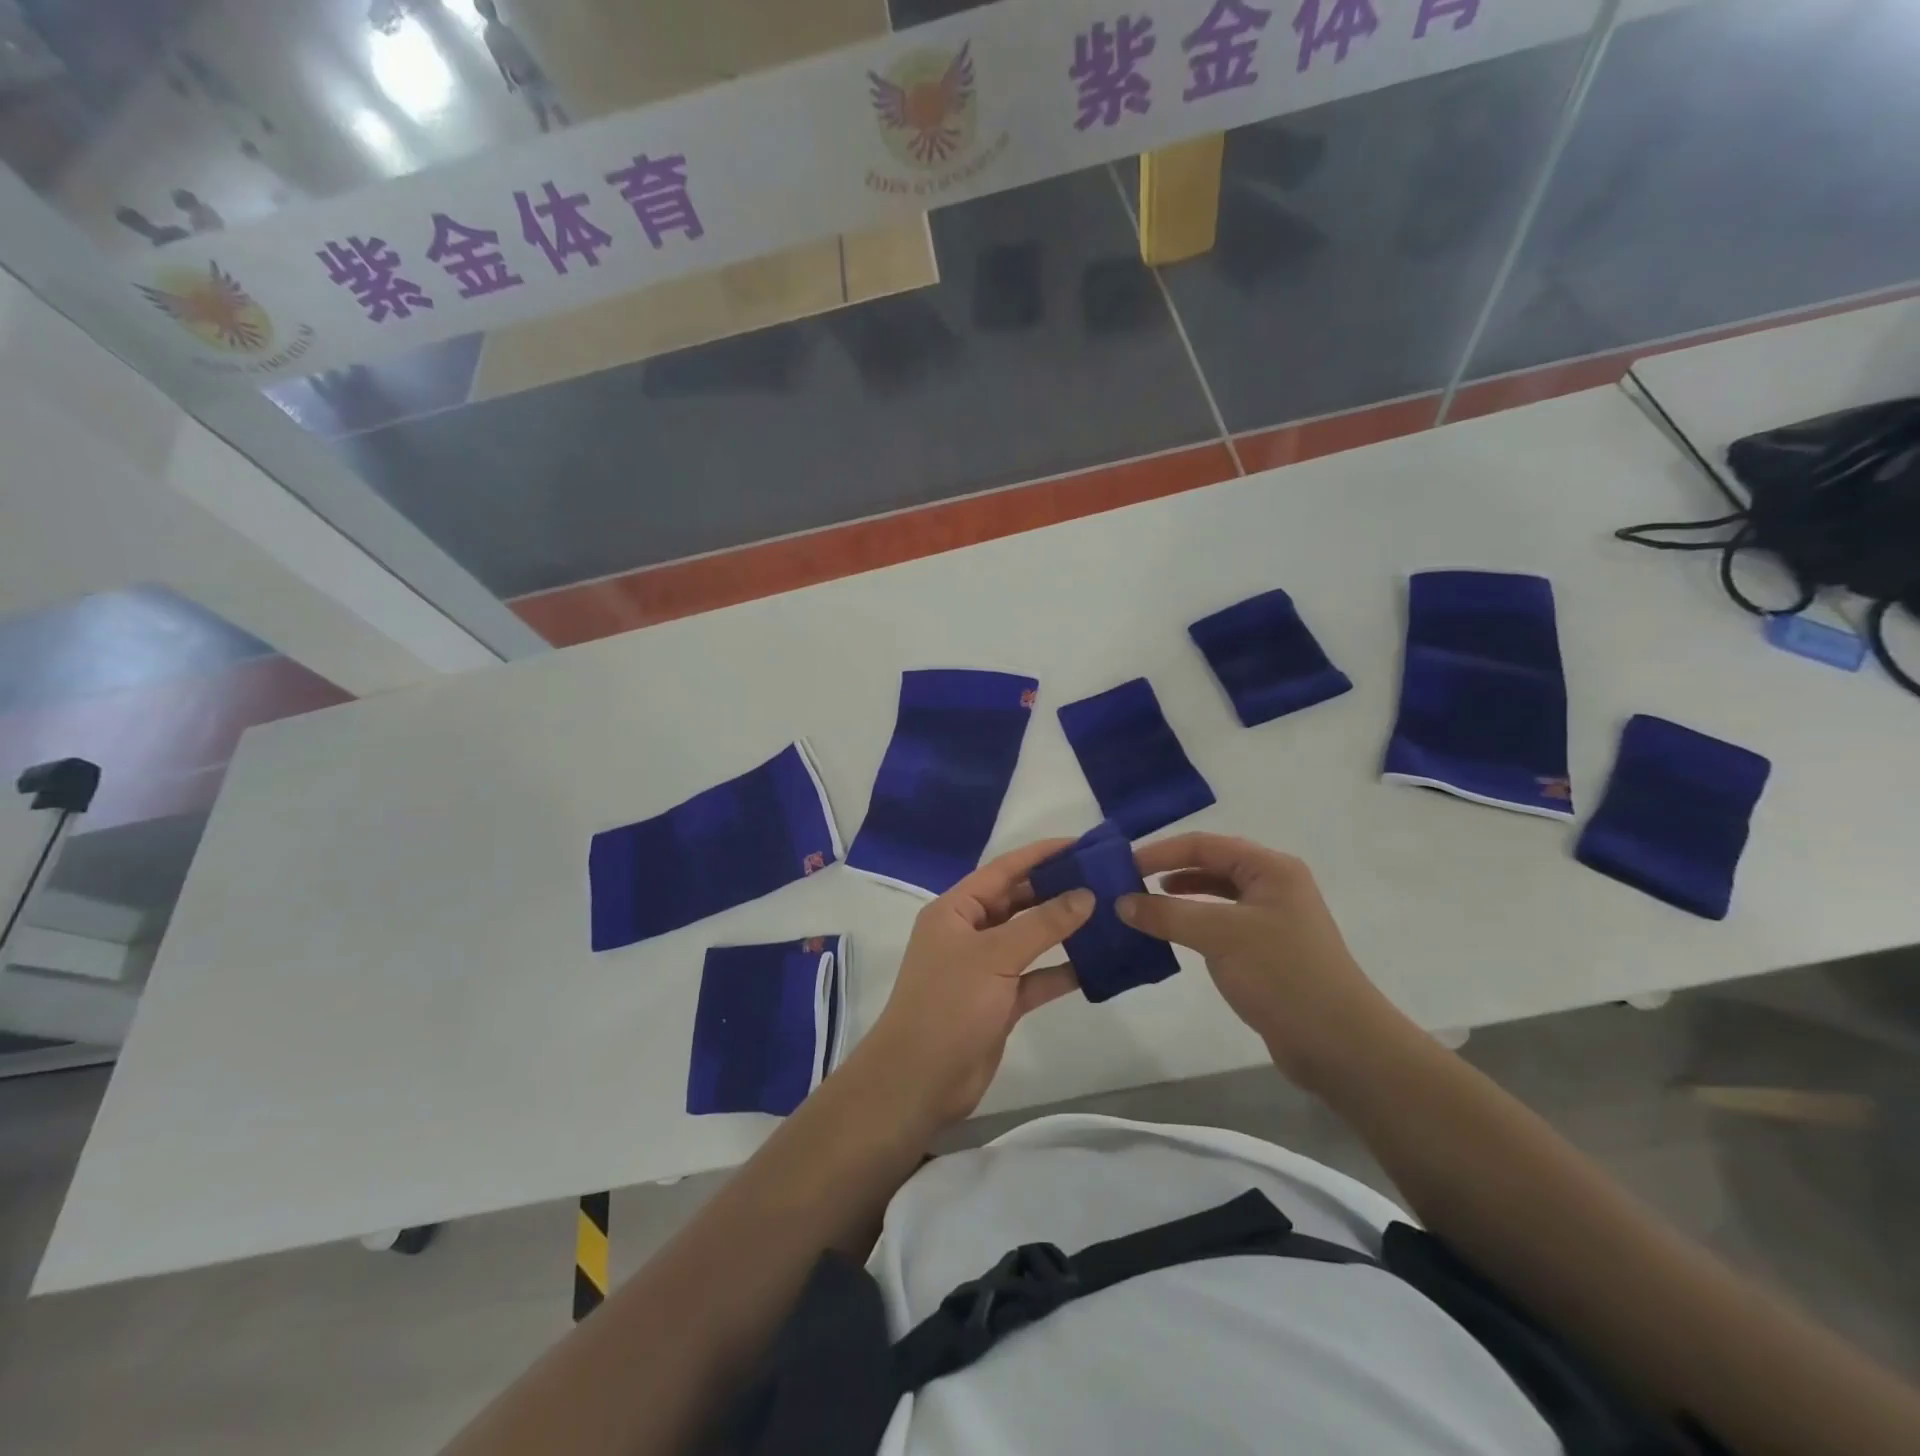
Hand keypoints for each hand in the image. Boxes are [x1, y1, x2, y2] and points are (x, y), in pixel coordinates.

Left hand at [858, 840, 1093, 1127]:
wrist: (919, 1080)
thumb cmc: (949, 1004)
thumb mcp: (995, 955)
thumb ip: (1042, 924)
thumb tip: (1085, 893)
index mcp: (955, 910)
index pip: (1003, 870)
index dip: (1040, 855)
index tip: (1081, 844)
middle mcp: (968, 933)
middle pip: (1017, 902)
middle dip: (1056, 890)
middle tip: (1103, 879)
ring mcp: (984, 969)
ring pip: (1029, 940)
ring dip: (1062, 930)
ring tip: (1107, 915)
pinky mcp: (999, 1002)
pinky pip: (1035, 978)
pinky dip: (1060, 971)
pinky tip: (1096, 965)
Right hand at [1118, 833, 1415, 1089]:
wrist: (1340, 1045)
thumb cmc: (1281, 975)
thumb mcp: (1219, 936)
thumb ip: (1167, 914)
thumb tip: (1121, 902)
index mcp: (1270, 868)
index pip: (1204, 845)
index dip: (1160, 852)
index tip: (1121, 866)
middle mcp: (1273, 885)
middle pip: (1210, 865)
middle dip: (1168, 871)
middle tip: (1126, 884)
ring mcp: (1272, 919)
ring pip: (1215, 896)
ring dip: (1179, 898)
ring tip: (1143, 907)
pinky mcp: (1268, 951)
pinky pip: (1221, 924)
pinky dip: (1193, 924)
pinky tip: (1172, 936)